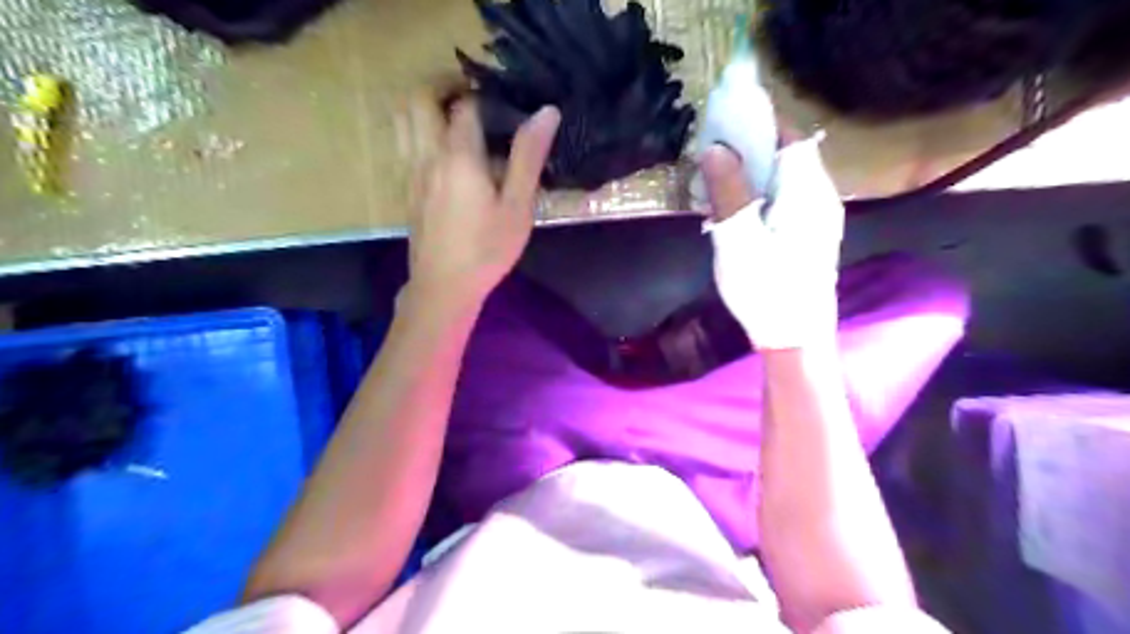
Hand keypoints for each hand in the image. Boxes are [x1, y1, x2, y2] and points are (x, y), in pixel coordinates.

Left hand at [406, 93, 563, 304]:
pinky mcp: (406, 189)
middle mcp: (427, 155)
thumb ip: (528, 156)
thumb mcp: (518, 206)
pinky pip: (403, 142)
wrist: (444, 286)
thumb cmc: (487, 249)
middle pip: (418, 98)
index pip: (465, 105)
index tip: (502, 99)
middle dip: (442, 84)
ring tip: (453, 113)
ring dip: (423, 103)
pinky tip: (442, 149)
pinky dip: (418, 128)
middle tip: (471, 93)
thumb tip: (546, 112)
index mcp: (458, 156)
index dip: (483, 94)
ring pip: (402, 118)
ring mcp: (411, 172)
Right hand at [705, 134, 841, 351]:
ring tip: (717, 182)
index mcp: (808, 191)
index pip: (790, 136)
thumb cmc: (766, 289)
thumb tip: (716, 147)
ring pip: (785, 178)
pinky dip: (760, 194)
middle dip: (750, 148)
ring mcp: (818, 217)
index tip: (724, 121)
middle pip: (788, 155)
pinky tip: (736, 210)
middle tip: (712, 155)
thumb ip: (728, 191)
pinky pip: (785, 199)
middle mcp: (820, 197)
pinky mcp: (809, 235)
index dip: (760, 122)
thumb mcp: (738, 239)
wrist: (795, 339)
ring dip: (752, 173)